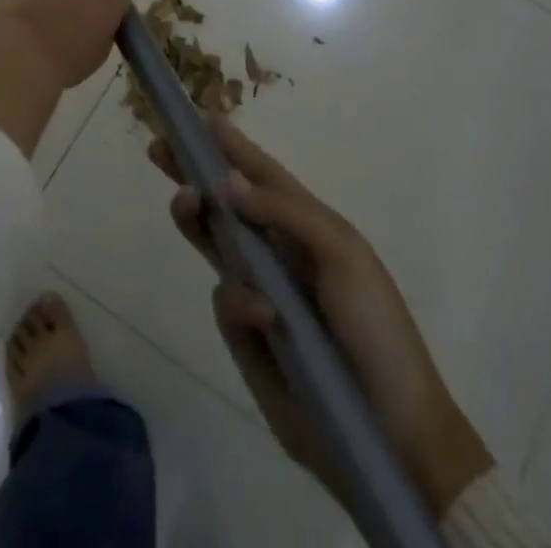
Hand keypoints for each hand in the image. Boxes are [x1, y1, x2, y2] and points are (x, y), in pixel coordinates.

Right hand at [148, 121, 492, 522]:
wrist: (391, 433)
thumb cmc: (374, 326)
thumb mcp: (341, 253)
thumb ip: (284, 212)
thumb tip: (226, 181)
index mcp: (305, 225)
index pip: (261, 174)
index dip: (231, 145)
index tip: (197, 117)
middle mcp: (277, 252)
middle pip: (224, 203)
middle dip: (192, 173)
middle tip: (159, 149)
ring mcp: (259, 294)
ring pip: (213, 245)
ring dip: (196, 219)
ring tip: (185, 201)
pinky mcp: (246, 338)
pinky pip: (226, 302)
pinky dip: (240, 304)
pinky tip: (266, 320)